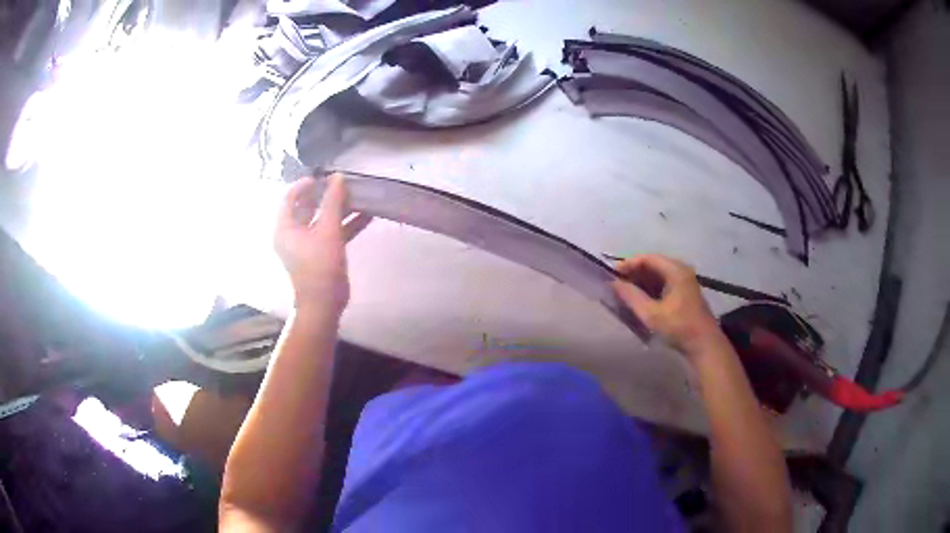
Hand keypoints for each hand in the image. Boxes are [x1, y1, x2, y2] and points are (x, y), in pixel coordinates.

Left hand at [274, 174, 371, 316]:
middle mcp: (293, 234)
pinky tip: (367, 215)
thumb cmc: (319, 266)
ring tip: (359, 196)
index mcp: (285, 227)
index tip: (323, 177)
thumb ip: (333, 202)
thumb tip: (339, 177)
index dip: (304, 184)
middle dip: (326, 195)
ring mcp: (308, 244)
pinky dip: (346, 224)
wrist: (324, 304)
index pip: (289, 198)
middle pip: (307, 207)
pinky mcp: (322, 253)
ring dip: (340, 209)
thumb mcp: (327, 230)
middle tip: (343, 184)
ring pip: (323, 220)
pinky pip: (333, 233)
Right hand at [611, 255, 723, 357]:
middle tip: (616, 283)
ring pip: (658, 275)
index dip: (629, 264)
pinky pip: (664, 283)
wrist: (704, 344)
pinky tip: (640, 298)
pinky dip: (650, 288)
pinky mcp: (684, 293)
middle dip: (634, 272)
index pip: (648, 258)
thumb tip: (614, 283)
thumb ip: (631, 296)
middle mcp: (681, 271)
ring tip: (625, 291)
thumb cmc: (678, 327)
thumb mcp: (651, 314)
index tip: (612, 274)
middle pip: (653, 265)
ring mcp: (684, 282)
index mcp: (676, 270)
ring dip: (641, 281)